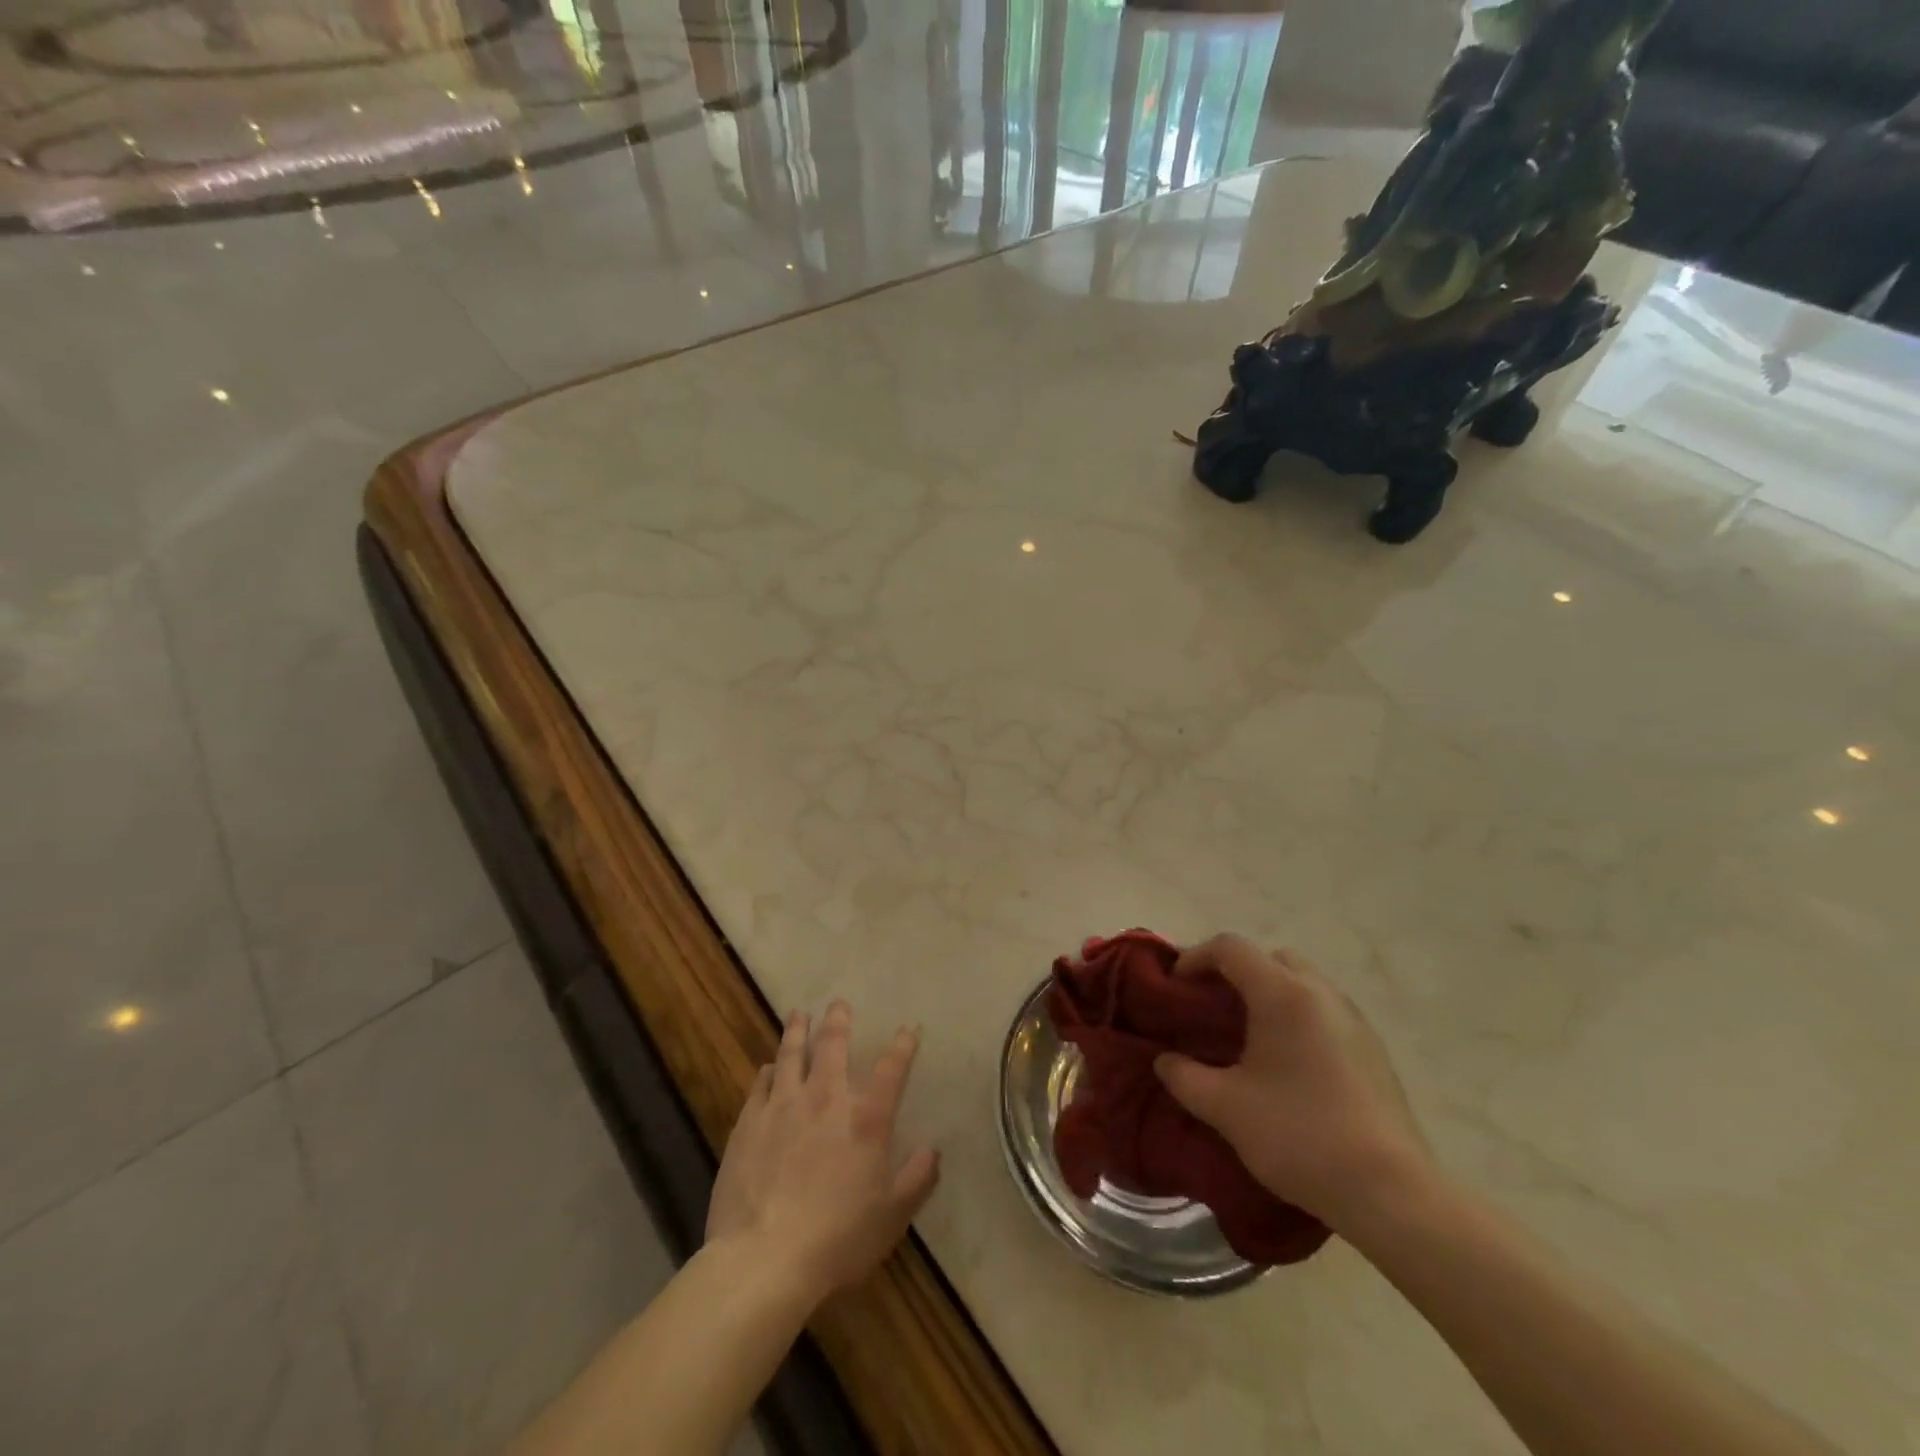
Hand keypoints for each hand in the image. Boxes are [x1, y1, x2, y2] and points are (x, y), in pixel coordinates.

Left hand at [706, 1002, 939, 1298]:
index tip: (908, 1030)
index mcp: (866, 1119)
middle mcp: (826, 1099)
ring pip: (791, 1054)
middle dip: (838, 1021)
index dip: (903, 1046)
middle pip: (833, 1046)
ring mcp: (783, 1106)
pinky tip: (768, 1067)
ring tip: (798, 1014)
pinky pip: (760, 1084)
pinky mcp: (749, 1123)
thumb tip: (934, 1150)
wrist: (764, 1259)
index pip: (891, 1070)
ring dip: (797, 1031)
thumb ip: (916, 1179)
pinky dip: (768, 1071)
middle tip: (839, 1003)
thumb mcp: (892, 1216)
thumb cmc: (838, 1239)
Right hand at [1154, 935, 1433, 1231]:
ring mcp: (1353, 1020)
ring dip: (1269, 994)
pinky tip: (1288, 1065)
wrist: (1390, 1193)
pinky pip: (1324, 1011)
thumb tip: (1165, 1061)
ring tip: (1248, 1037)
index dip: (1195, 957)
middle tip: (1213, 1008)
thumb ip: (1183, 1076)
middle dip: (1236, 973)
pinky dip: (1297, 1017)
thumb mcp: (1224, 1108)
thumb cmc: (1298, 1136)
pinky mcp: (1373, 1049)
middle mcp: (1321, 993)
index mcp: (1282, 994)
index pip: (1230, 947)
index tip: (1175, 987)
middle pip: (1270, 958)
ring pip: (1302, 982)